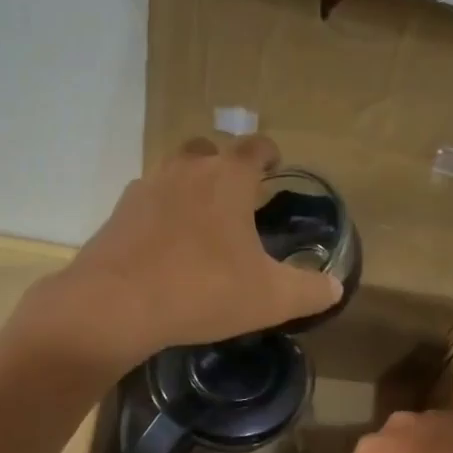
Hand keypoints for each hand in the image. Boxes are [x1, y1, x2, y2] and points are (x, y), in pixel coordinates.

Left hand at [27, 135, 341, 369]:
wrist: (118, 305)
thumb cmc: (205, 291)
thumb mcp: (272, 299)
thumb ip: (310, 291)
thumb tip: (335, 287)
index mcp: (228, 178)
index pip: (255, 147)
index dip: (269, 154)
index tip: (275, 166)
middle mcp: (186, 170)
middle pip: (209, 150)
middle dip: (225, 167)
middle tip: (237, 199)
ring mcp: (146, 188)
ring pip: (174, 174)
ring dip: (191, 190)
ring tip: (202, 226)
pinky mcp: (118, 214)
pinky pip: (148, 204)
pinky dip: (162, 217)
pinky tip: (167, 249)